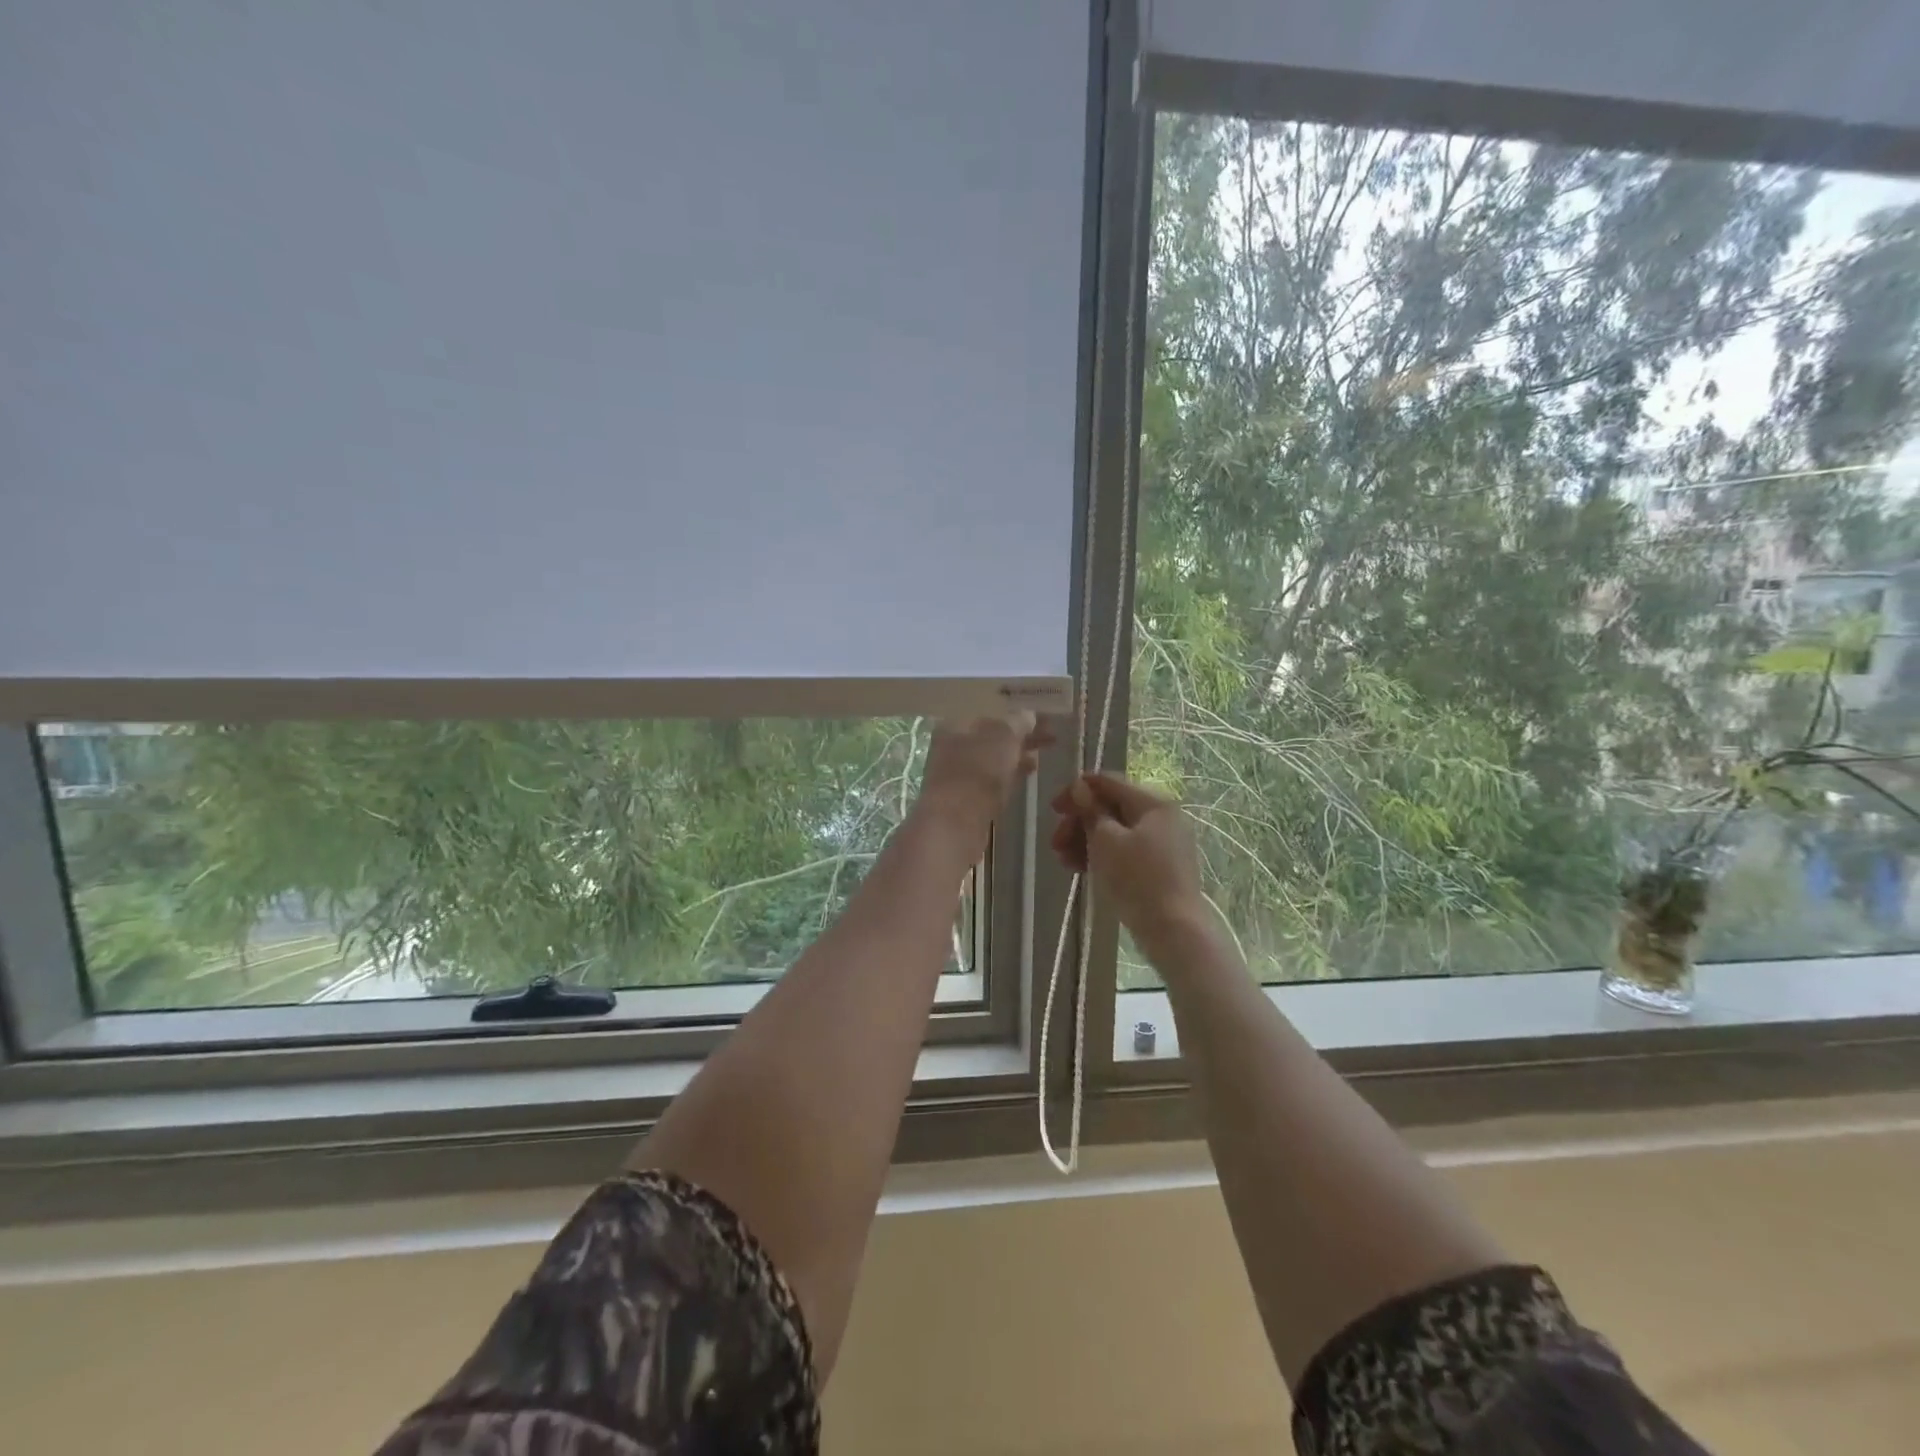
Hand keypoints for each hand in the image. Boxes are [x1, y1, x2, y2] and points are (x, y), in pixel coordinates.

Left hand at [916, 714, 1053, 841]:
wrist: (956, 822)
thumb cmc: (978, 771)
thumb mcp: (1004, 738)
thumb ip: (1018, 723)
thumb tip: (1028, 715)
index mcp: (956, 723)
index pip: (990, 712)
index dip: (1017, 713)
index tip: (1041, 718)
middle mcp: (951, 744)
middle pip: (992, 735)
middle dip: (1020, 736)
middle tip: (1050, 736)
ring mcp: (956, 772)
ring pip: (993, 757)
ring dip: (1016, 756)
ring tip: (1041, 756)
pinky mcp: (965, 796)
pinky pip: (991, 777)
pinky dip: (1009, 773)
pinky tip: (1026, 774)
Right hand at [1050, 772, 1207, 948]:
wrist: (1173, 930)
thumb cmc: (1137, 879)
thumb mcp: (1105, 840)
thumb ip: (1090, 810)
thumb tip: (1080, 787)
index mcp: (1152, 803)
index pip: (1108, 782)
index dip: (1077, 792)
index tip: (1053, 809)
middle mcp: (1161, 816)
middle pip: (1110, 808)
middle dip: (1079, 823)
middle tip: (1055, 843)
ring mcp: (1162, 842)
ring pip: (1115, 831)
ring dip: (1085, 841)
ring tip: (1064, 861)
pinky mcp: (1159, 866)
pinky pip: (1125, 850)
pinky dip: (1102, 855)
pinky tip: (1080, 869)